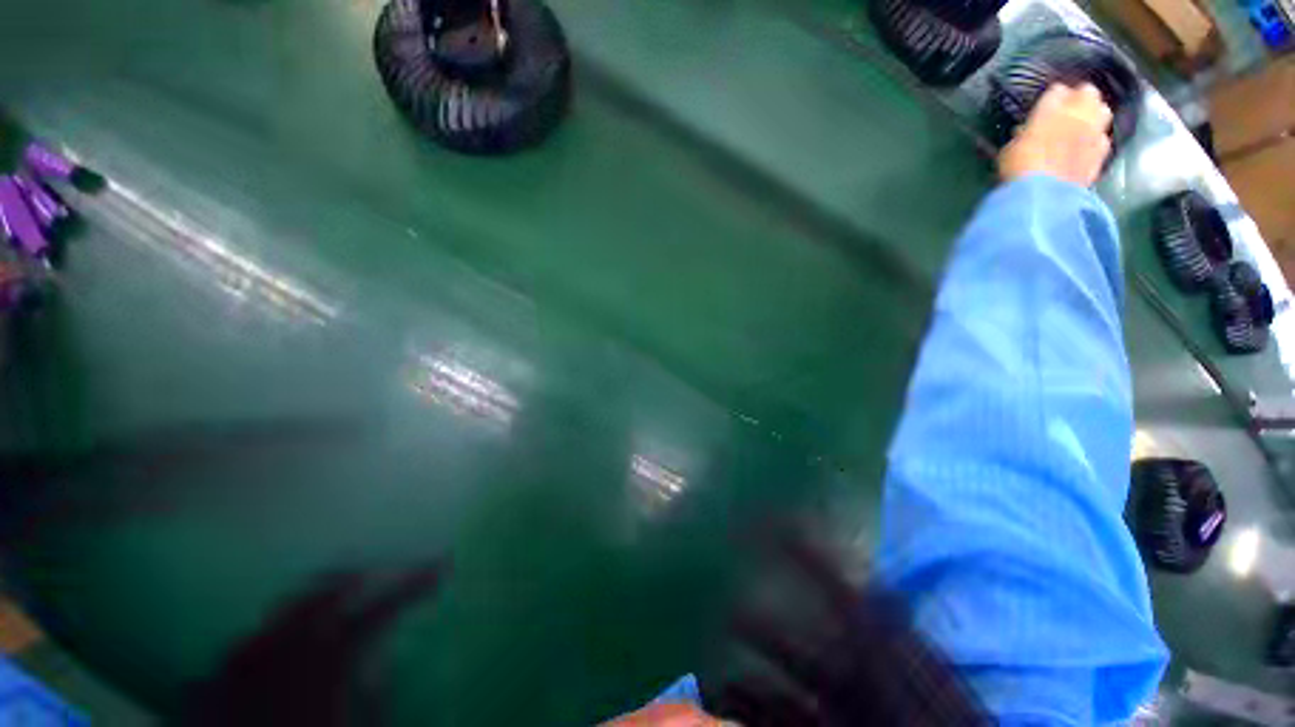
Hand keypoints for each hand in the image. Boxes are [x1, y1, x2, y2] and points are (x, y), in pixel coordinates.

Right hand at [998, 83, 1113, 187]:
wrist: (1043, 195)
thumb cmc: (1019, 169)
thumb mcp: (1010, 149)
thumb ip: (1024, 135)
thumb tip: (1026, 132)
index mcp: (1051, 108)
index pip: (1057, 90)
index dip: (1052, 97)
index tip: (1046, 106)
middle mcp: (1078, 112)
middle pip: (1088, 92)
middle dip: (1080, 98)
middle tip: (1069, 110)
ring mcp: (1094, 132)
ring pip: (1103, 111)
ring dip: (1094, 115)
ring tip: (1082, 126)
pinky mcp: (1102, 153)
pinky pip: (1104, 139)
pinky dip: (1097, 141)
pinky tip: (1087, 148)